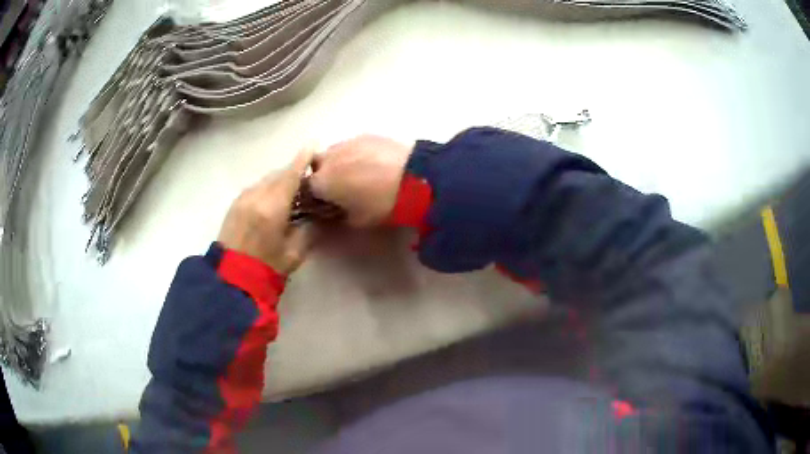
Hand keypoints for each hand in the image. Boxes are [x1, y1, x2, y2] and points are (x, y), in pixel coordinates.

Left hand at [217, 149, 313, 273]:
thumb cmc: (268, 267)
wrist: (232, 279)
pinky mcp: (234, 205)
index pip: (290, 174)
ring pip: (265, 181)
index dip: (303, 160)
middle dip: (292, 172)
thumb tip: (320, 215)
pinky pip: (255, 189)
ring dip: (279, 181)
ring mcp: (242, 198)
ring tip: (290, 193)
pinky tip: (272, 202)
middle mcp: (255, 195)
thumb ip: (310, 229)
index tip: (312, 146)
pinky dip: (267, 189)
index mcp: (272, 206)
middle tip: (307, 181)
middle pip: (277, 175)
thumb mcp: (295, 252)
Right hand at [310, 135, 413, 226]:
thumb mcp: (358, 221)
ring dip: (340, 162)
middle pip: (317, 165)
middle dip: (325, 175)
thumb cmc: (381, 204)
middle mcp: (329, 158)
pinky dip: (357, 154)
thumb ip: (339, 218)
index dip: (316, 196)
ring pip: (334, 152)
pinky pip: (353, 145)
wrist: (415, 177)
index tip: (327, 202)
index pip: (307, 188)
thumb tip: (335, 214)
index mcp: (322, 182)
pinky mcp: (366, 134)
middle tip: (343, 187)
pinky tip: (374, 163)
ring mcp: (347, 142)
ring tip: (361, 173)